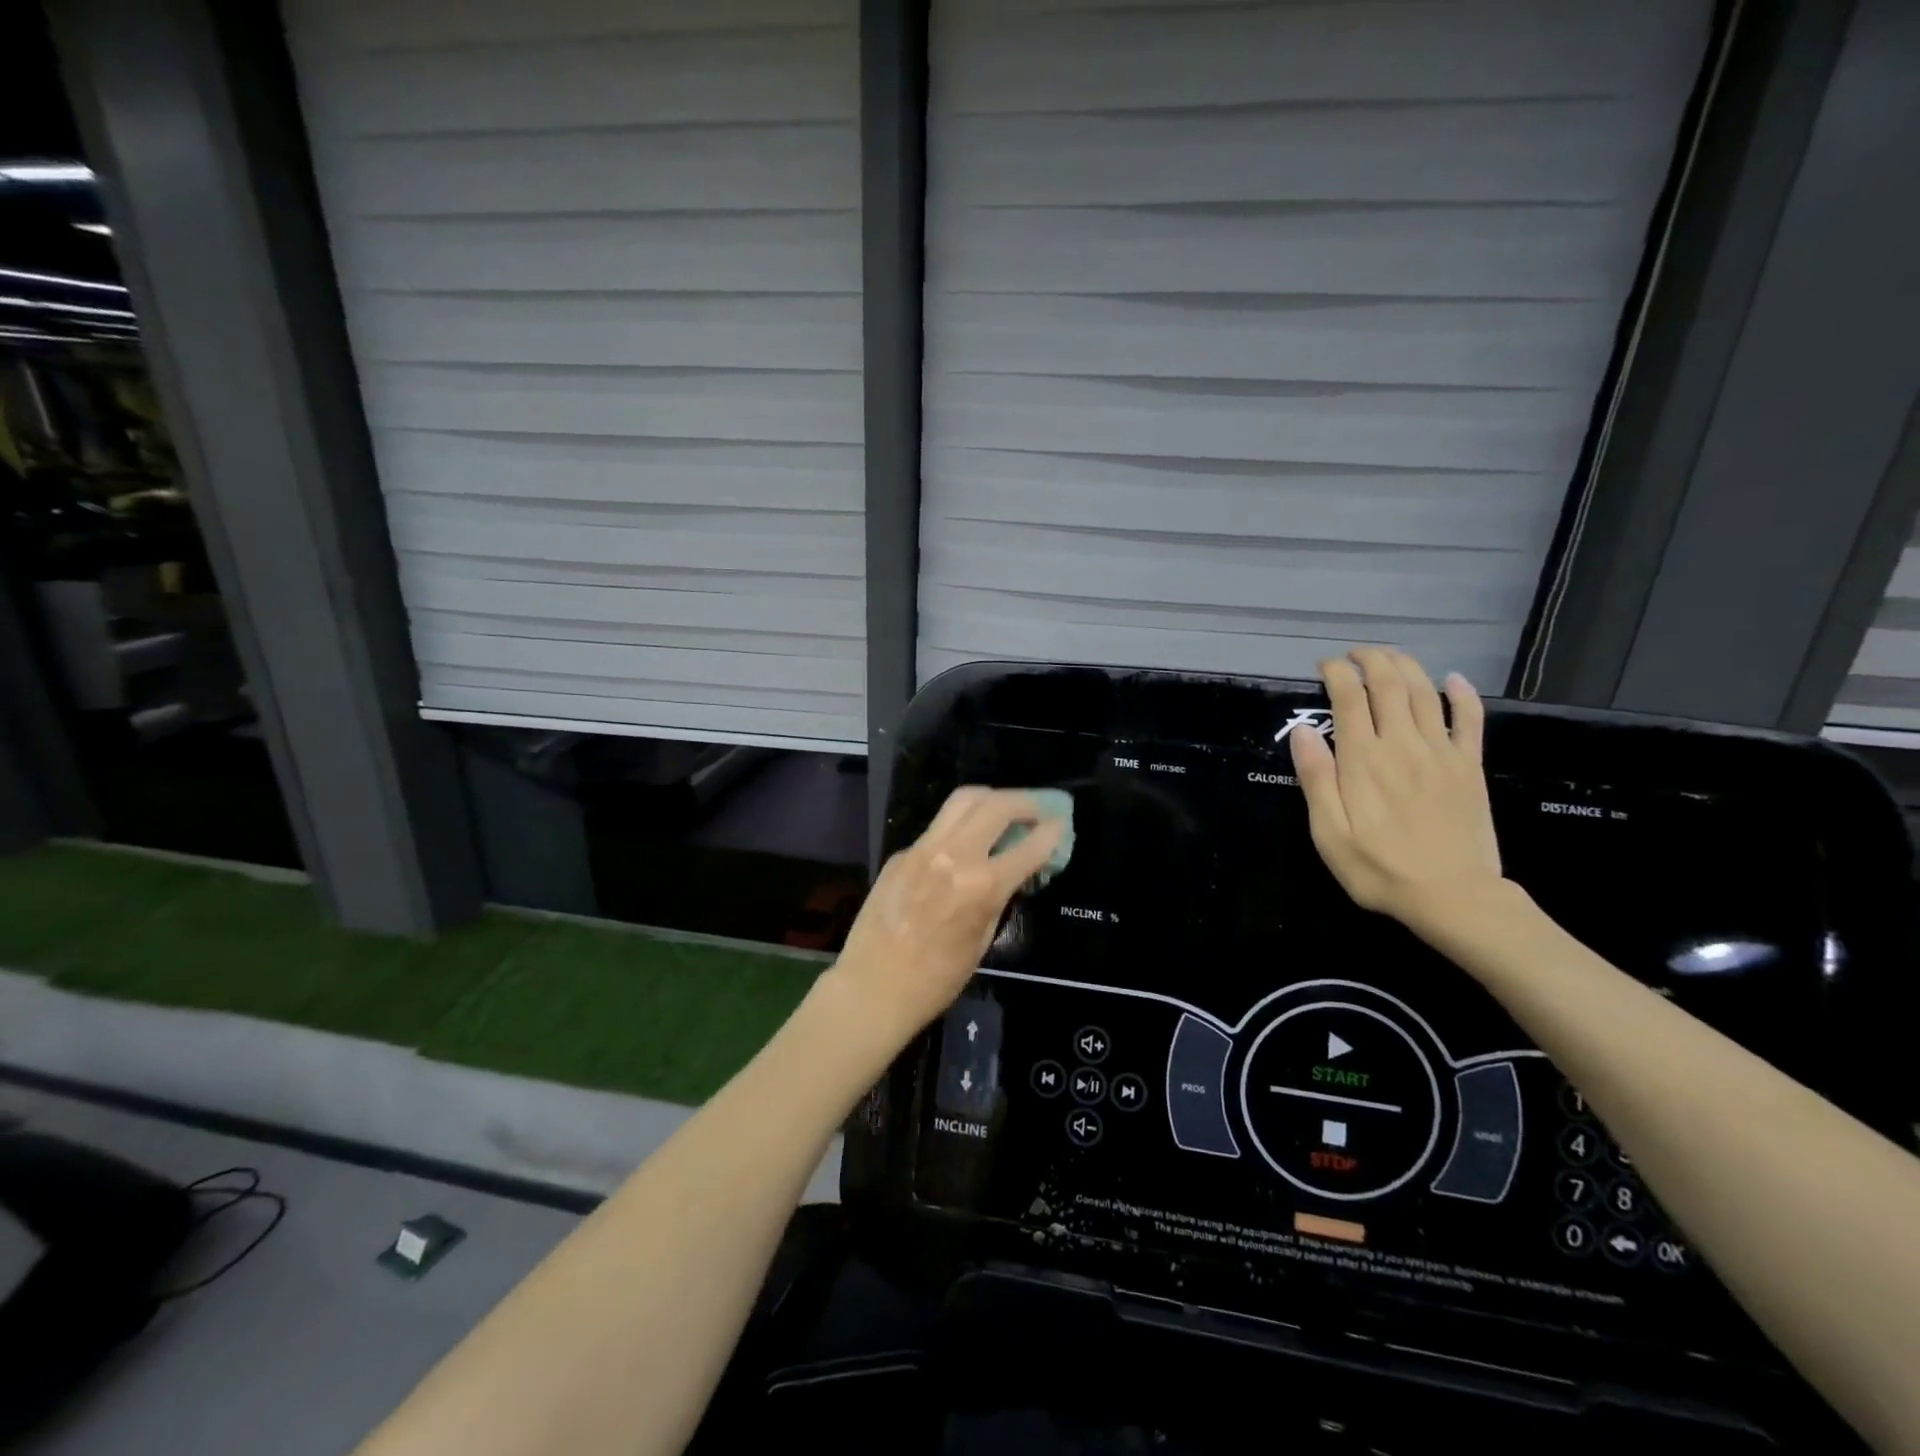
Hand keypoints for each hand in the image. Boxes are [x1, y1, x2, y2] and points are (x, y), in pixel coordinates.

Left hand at [826, 787, 1065, 1045]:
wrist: (873, 987)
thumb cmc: (936, 980)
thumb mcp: (982, 940)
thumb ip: (1000, 896)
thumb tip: (1014, 869)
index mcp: (981, 885)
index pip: (1029, 845)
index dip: (1051, 832)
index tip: (1061, 823)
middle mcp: (954, 855)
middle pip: (997, 804)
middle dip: (1025, 801)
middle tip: (1038, 809)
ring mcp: (923, 848)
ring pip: (963, 800)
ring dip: (992, 799)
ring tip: (1006, 809)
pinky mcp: (901, 853)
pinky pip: (938, 827)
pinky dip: (961, 825)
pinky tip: (966, 842)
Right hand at [1290, 647, 1503, 931]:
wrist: (1454, 897)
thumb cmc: (1379, 869)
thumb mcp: (1329, 833)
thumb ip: (1316, 778)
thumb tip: (1303, 731)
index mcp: (1363, 760)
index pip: (1348, 698)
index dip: (1336, 673)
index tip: (1325, 666)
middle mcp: (1402, 745)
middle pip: (1389, 685)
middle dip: (1371, 660)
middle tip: (1355, 655)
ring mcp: (1441, 753)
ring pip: (1425, 693)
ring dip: (1406, 666)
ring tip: (1389, 657)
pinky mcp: (1468, 766)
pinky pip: (1469, 719)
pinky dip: (1462, 694)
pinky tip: (1453, 680)